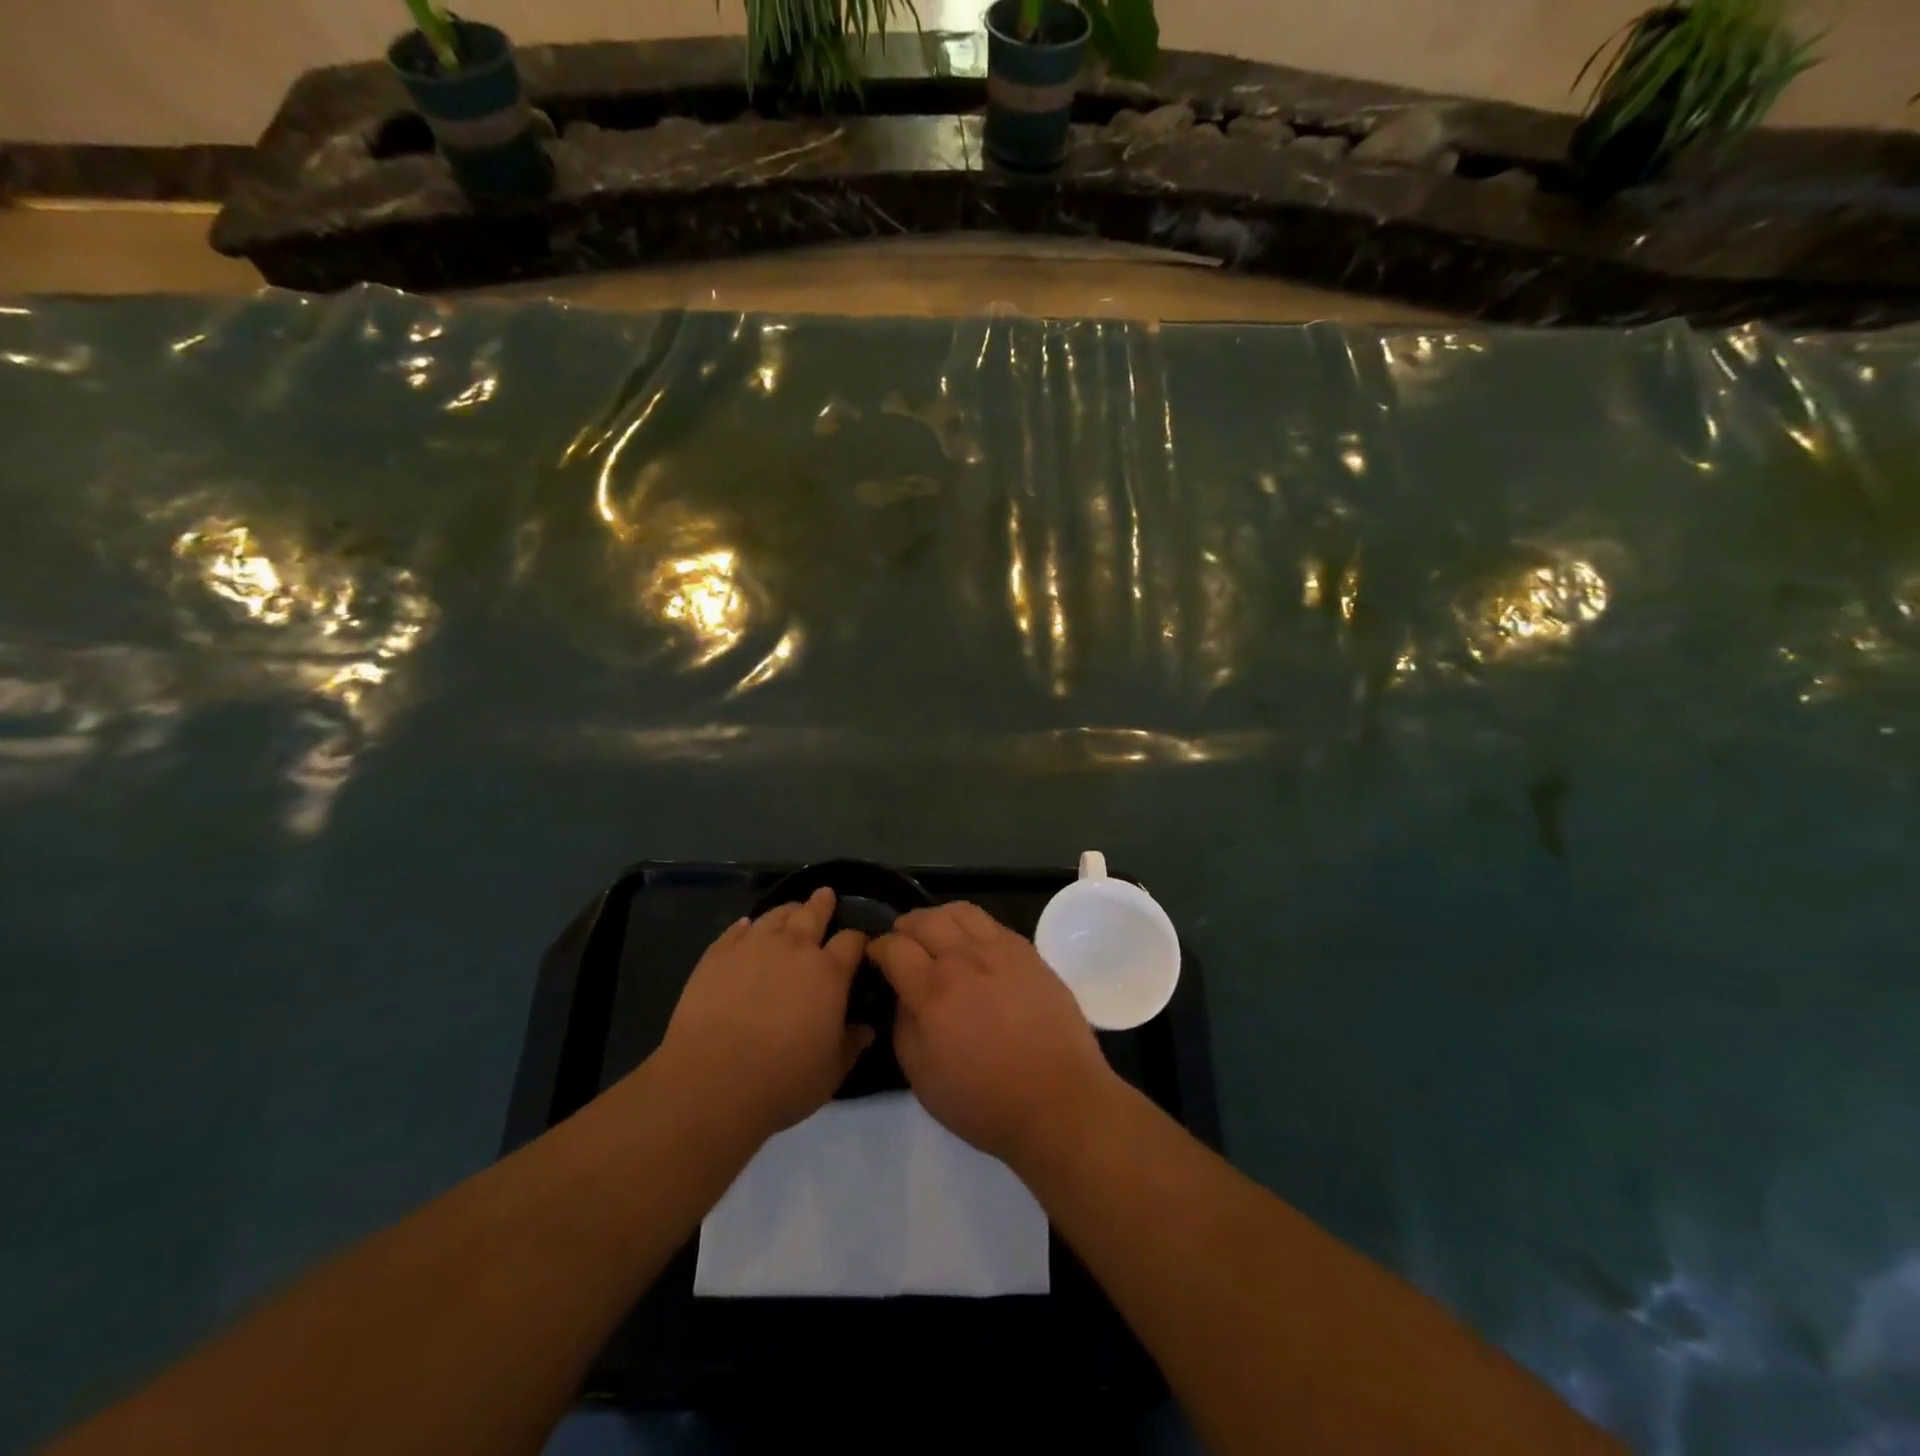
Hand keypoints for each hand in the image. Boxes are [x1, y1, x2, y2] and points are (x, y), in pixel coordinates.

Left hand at [654, 888, 871, 1143]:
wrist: (713, 1082)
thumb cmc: (783, 1080)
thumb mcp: (831, 1071)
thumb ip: (851, 1045)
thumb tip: (866, 1030)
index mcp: (829, 973)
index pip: (851, 942)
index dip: (858, 939)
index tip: (860, 942)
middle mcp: (794, 949)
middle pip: (813, 914)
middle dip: (822, 903)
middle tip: (825, 894)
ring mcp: (753, 947)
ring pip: (775, 915)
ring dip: (787, 910)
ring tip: (790, 908)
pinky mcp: (718, 954)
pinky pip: (736, 930)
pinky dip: (746, 926)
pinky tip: (746, 926)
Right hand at [868, 902, 1119, 1170]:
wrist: (1058, 1101)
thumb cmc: (984, 1101)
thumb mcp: (921, 1076)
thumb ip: (903, 1025)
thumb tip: (902, 994)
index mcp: (932, 991)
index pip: (894, 947)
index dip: (877, 948)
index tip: (875, 957)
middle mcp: (964, 959)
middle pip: (924, 920)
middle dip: (904, 928)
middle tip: (901, 944)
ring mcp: (1000, 950)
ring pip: (959, 911)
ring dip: (937, 918)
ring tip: (935, 936)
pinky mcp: (1028, 952)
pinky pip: (991, 923)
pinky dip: (970, 927)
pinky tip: (971, 947)